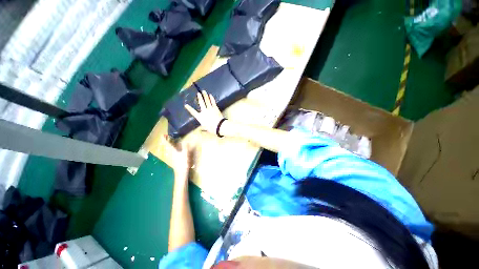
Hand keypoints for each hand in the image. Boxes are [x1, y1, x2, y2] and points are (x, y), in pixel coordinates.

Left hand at [161, 135, 190, 178]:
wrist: (181, 173)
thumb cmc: (182, 163)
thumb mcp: (185, 155)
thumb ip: (185, 148)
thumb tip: (186, 141)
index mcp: (173, 151)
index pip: (167, 144)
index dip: (164, 139)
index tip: (163, 135)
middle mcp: (171, 153)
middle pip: (168, 145)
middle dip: (167, 141)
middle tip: (167, 136)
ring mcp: (173, 156)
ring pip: (170, 148)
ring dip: (170, 144)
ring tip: (172, 140)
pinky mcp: (175, 158)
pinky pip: (174, 151)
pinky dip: (174, 147)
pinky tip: (178, 147)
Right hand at [185, 90, 223, 134]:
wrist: (219, 126)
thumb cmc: (212, 128)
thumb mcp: (205, 129)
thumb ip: (202, 129)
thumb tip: (199, 131)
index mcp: (200, 117)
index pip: (193, 112)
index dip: (189, 108)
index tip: (186, 105)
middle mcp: (204, 111)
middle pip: (201, 103)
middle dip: (199, 98)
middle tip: (198, 93)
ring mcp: (210, 109)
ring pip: (207, 101)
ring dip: (205, 95)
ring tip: (204, 91)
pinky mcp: (215, 108)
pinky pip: (213, 102)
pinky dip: (211, 98)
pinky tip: (210, 95)